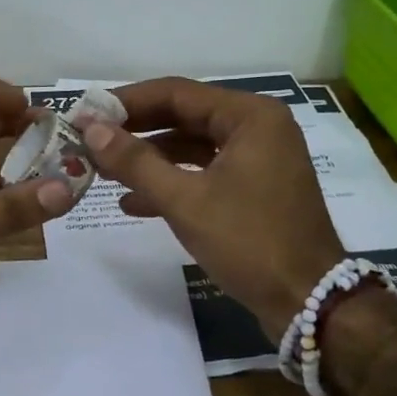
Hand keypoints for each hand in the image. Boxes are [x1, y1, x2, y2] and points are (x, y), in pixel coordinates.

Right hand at [81, 77, 346, 330]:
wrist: (310, 303)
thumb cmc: (250, 242)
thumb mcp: (186, 201)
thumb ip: (136, 162)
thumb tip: (91, 130)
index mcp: (250, 116)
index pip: (177, 93)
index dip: (127, 102)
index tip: (86, 113)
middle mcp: (257, 128)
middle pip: (184, 116)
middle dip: (136, 131)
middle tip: (89, 140)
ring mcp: (258, 159)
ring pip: (191, 146)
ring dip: (149, 159)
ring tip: (103, 171)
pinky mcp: (254, 188)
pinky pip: (204, 172)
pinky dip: (172, 183)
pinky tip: (133, 202)